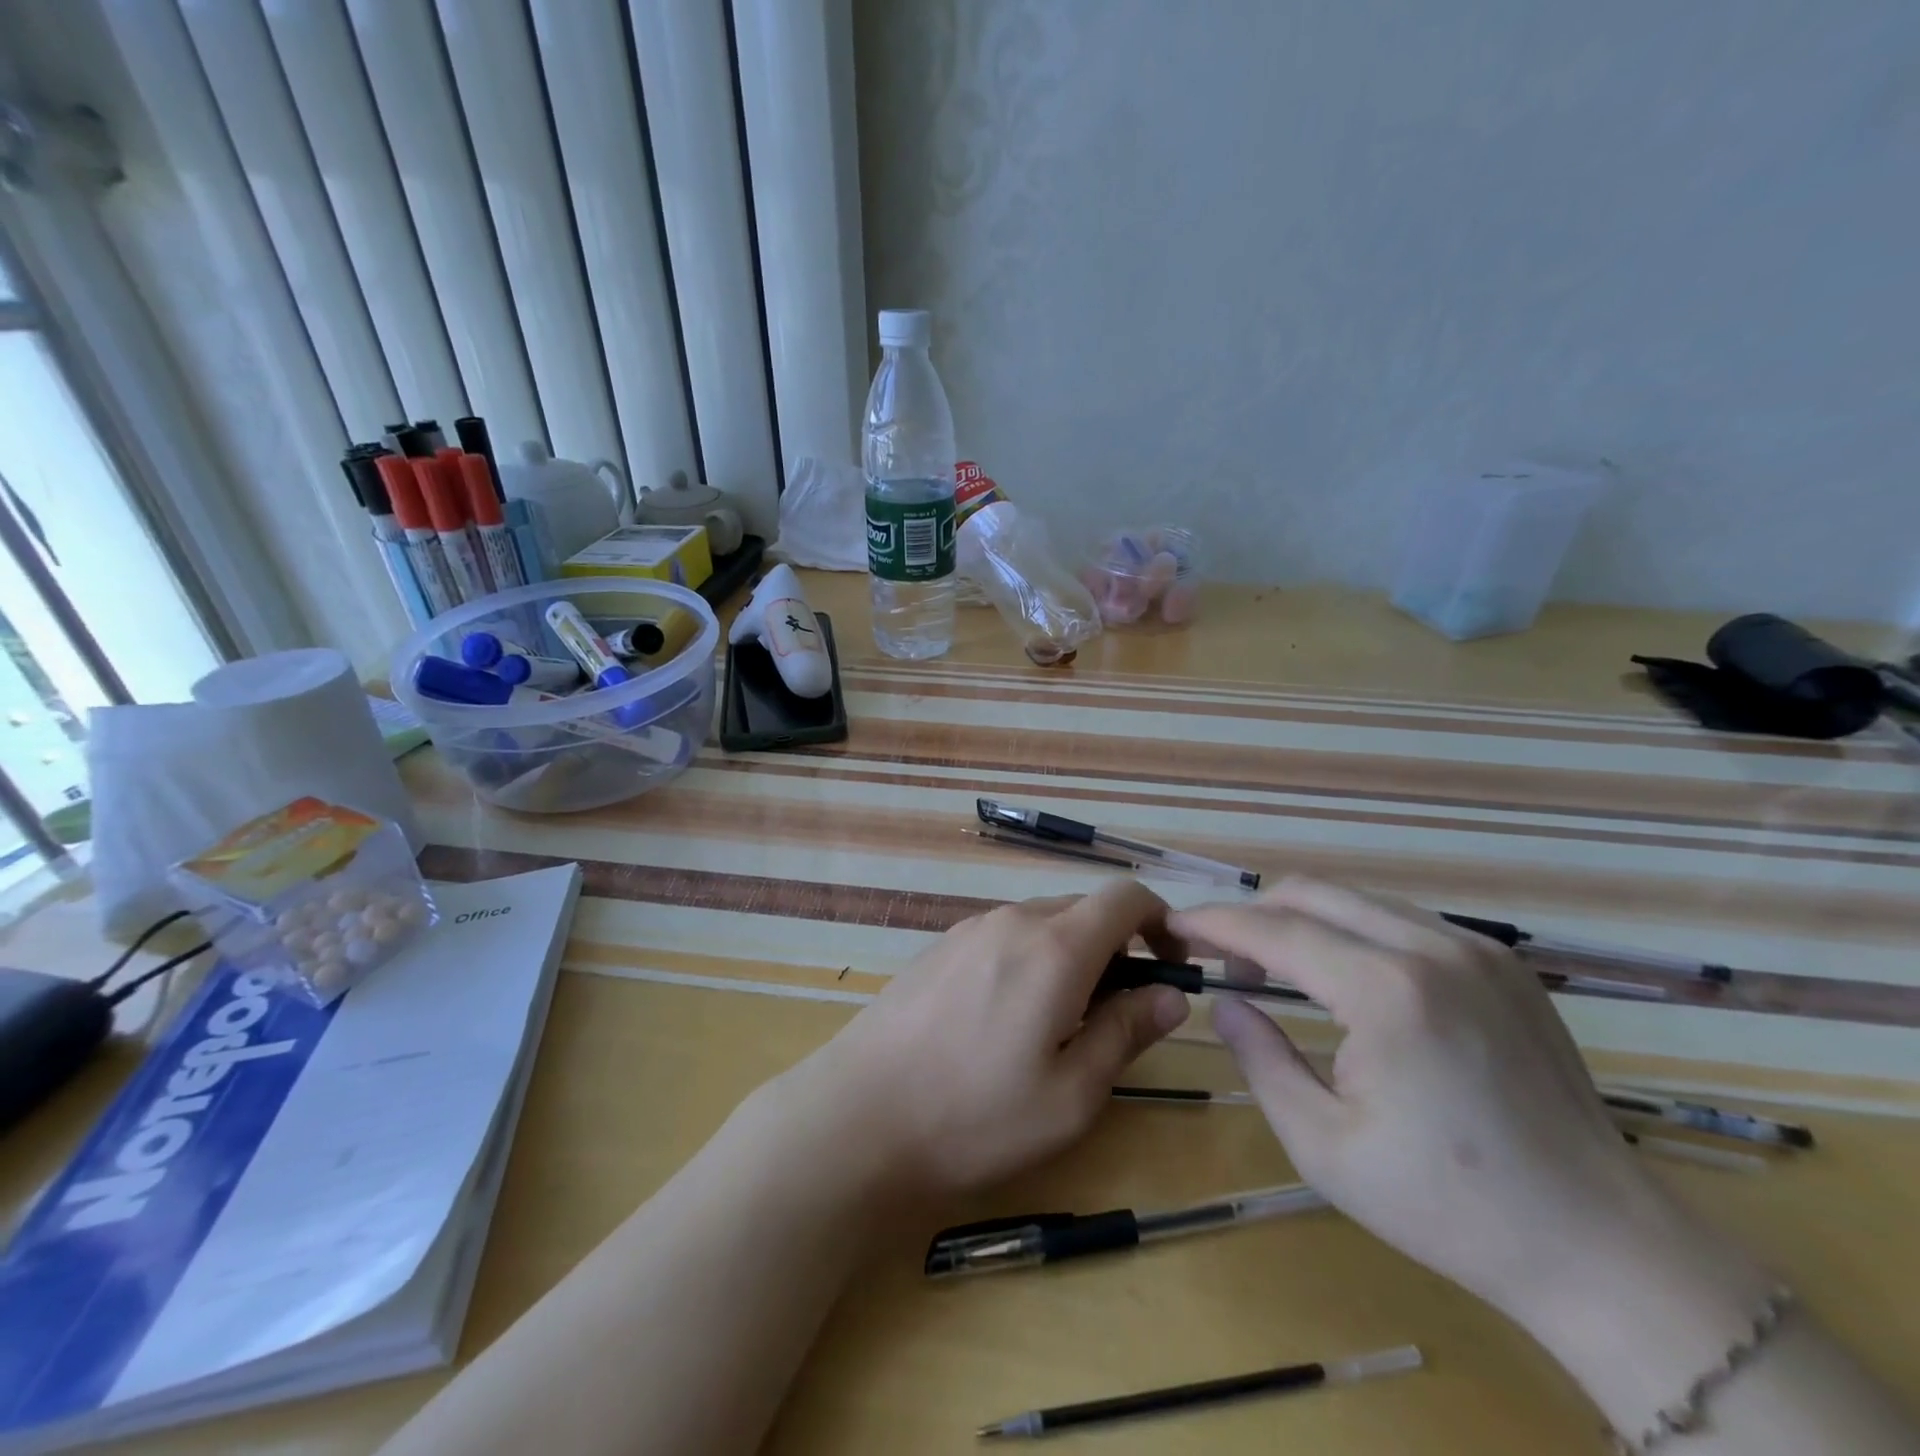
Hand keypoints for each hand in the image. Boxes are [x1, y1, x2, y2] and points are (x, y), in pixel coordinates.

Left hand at [780, 882, 1189, 1203]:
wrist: (856, 1116)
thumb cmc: (974, 1116)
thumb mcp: (1070, 1095)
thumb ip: (1126, 1033)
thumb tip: (1171, 994)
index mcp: (1055, 947)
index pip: (1125, 897)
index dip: (1160, 921)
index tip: (1170, 965)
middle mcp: (1012, 920)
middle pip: (1084, 909)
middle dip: (1116, 948)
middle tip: (1117, 1016)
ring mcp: (969, 930)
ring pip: (1042, 923)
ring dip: (1071, 956)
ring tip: (1060, 1026)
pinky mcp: (939, 948)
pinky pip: (1004, 937)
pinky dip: (1030, 960)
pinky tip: (1005, 1020)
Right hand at [1167, 880, 1767, 1334]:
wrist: (1602, 1247)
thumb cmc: (1447, 1205)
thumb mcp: (1323, 1145)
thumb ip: (1260, 1058)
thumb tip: (1223, 1001)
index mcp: (1387, 992)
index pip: (1276, 929)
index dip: (1215, 922)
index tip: (1173, 926)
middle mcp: (1432, 948)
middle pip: (1313, 892)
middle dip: (1254, 912)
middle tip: (1223, 955)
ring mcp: (1477, 949)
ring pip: (1358, 899)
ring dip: (1303, 920)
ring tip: (1278, 970)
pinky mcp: (1504, 963)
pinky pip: (1403, 920)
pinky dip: (1353, 932)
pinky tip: (1347, 980)